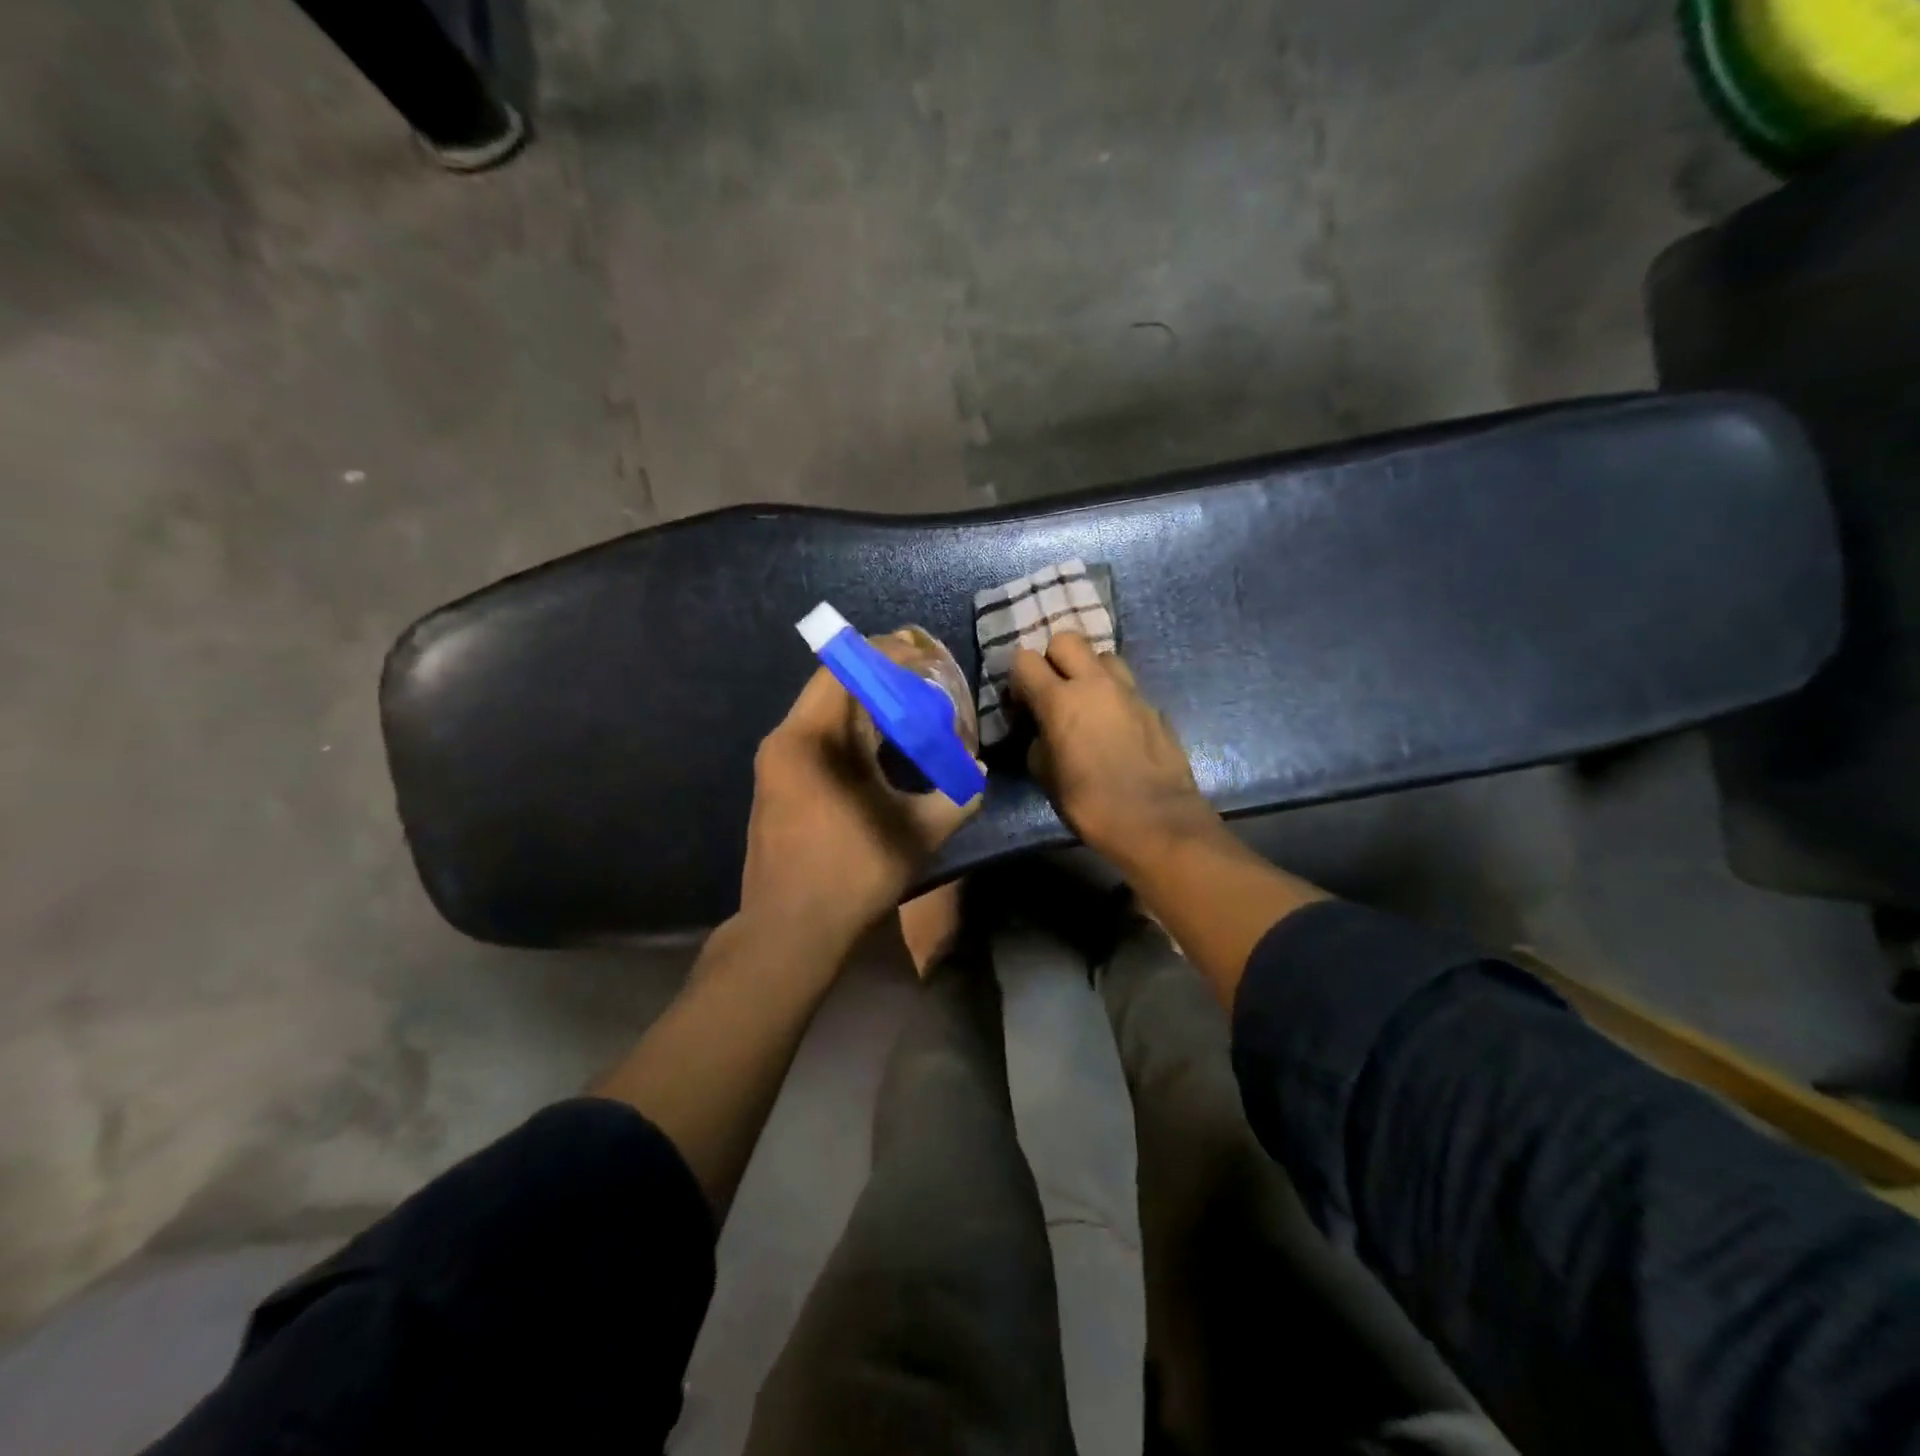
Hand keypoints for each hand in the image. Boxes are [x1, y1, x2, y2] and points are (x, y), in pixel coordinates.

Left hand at [741, 639, 981, 946]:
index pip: (846, 668)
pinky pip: (812, 736)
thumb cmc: (853, 875)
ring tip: (902, 714)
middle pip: (830, 683)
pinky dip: (844, 729)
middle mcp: (787, 739)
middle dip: (877, 675)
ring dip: (860, 704)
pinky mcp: (773, 784)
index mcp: (815, 739)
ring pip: (819, 710)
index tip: (921, 653)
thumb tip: (978, 775)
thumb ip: (956, 797)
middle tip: (919, 681)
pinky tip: (873, 752)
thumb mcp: (918, 834)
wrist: (787, 931)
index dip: (885, 653)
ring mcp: (774, 763)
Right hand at [1010, 633, 1218, 867]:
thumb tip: (1043, 732)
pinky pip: (1127, 687)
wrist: (1156, 820)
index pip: (1025, 659)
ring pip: (1103, 656)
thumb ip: (1038, 742)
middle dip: (1055, 659)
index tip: (1023, 704)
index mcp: (1060, 700)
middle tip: (1054, 691)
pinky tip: (1116, 728)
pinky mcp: (1154, 706)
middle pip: (1067, 639)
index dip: (1019, 679)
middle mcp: (1095, 684)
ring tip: (1089, 703)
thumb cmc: (1090, 803)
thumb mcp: (1046, 776)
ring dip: (1090, 672)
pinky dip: (1115, 698)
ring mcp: (1130, 691)